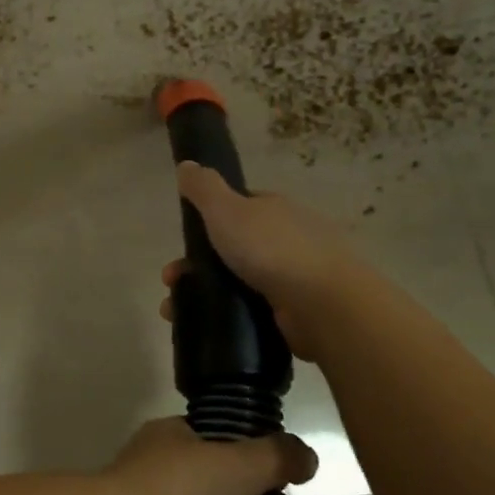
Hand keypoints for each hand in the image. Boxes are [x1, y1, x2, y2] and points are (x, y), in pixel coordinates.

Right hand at [161, 162, 360, 357]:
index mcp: (275, 210)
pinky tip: (204, 330)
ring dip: (202, 295)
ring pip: (237, 284)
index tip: (184, 240)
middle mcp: (287, 240)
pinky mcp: (294, 315)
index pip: (239, 208)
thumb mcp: (227, 209)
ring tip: (175, 312)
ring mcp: (294, 279)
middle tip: (171, 281)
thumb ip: (204, 187)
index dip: (208, 220)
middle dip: (196, 265)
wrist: (323, 306)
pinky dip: (225, 320)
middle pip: (233, 249)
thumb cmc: (271, 249)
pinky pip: (250, 313)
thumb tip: (186, 165)